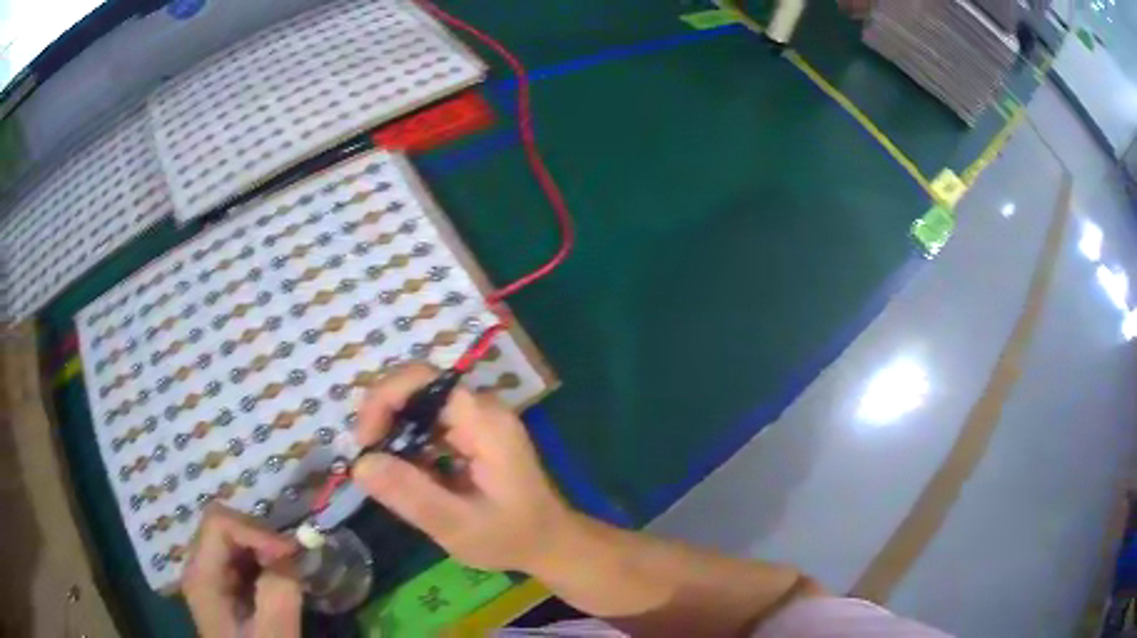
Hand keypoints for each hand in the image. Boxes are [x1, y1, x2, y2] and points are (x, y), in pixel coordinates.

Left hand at [182, 505, 301, 637]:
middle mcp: (198, 566)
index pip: (218, 523)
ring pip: (233, 536)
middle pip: (223, 524)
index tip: (291, 553)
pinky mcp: (223, 584)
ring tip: (288, 570)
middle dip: (260, 536)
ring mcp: (209, 574)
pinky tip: (279, 578)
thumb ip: (278, 591)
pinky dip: (263, 559)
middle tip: (292, 561)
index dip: (255, 529)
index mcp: (200, 575)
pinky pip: (240, 555)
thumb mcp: (273, 632)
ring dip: (264, 547)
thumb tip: (288, 554)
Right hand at [352, 363, 572, 572]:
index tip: (365, 443)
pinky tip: (403, 475)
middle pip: (417, 388)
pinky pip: (428, 425)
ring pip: (418, 406)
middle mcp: (481, 409)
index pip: (423, 380)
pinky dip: (407, 444)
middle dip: (383, 418)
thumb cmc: (510, 538)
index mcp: (485, 422)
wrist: (549, 544)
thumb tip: (360, 463)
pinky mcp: (471, 434)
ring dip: (392, 432)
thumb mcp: (458, 526)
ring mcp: (477, 419)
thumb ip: (410, 495)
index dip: (384, 400)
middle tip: (367, 461)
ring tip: (382, 473)